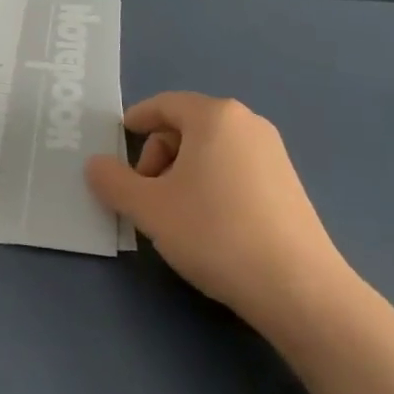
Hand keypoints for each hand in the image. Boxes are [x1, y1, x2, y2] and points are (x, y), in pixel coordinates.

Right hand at [86, 92, 353, 337]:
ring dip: (184, 172)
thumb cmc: (215, 233)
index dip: (137, 120)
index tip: (119, 141)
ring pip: (211, 149)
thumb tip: (95, 165)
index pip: (164, 105)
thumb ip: (113, 182)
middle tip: (146, 194)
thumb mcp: (149, 208)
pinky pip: (236, 168)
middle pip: (187, 126)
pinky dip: (212, 183)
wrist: (299, 288)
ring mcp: (273, 153)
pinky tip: (210, 224)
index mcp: (214, 116)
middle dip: (159, 154)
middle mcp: (247, 123)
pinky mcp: (289, 183)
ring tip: (175, 214)